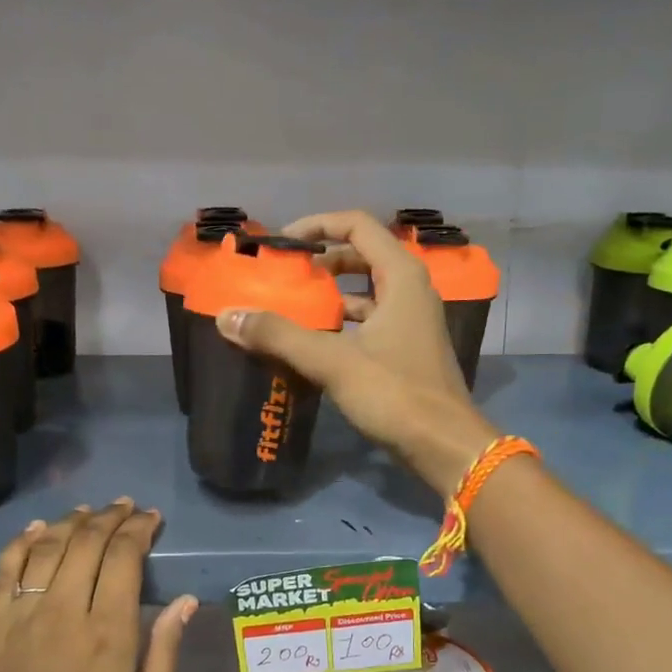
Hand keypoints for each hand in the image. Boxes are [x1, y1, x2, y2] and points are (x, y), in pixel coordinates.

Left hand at [0, 501, 196, 671]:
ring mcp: (19, 621)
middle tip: (125, 508)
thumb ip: (164, 653)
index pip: (123, 558)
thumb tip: (185, 602)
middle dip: (109, 518)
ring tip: (88, 512)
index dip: (138, 530)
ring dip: (69, 523)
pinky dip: (19, 545)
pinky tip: (35, 531)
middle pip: (85, 544)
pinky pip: (2, 574)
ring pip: (44, 550)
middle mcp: (62, 615)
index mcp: (107, 635)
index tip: (150, 519)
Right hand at [214, 211, 498, 495]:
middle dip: (321, 263)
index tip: (282, 243)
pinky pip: (369, 322)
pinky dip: (341, 325)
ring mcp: (412, 322)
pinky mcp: (407, 351)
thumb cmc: (395, 394)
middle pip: (361, 257)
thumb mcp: (333, 361)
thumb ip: (279, 335)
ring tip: (290, 309)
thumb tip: (228, 316)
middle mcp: (410, 291)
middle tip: (283, 277)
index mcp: (401, 277)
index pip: (357, 225)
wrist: (444, 446)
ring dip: (329, 297)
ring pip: (365, 293)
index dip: (317, 225)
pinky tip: (313, 344)